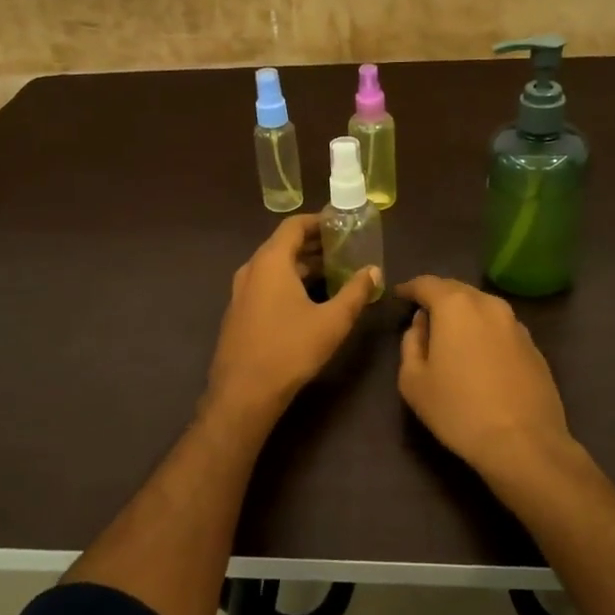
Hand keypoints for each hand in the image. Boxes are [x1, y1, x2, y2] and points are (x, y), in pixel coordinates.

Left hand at [205, 215, 379, 420]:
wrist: (244, 393)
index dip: (319, 221)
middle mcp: (251, 269)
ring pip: (275, 267)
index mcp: (271, 262)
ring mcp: (241, 292)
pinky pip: (266, 285)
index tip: (343, 225)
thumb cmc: (290, 350)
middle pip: (284, 245)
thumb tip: (374, 271)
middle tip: (345, 250)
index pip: (294, 225)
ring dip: (303, 266)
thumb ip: (356, 292)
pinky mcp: (239, 313)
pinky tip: (309, 300)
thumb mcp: (332, 321)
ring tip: (334, 273)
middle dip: (315, 245)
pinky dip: (288, 282)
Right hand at [395, 276, 578, 485]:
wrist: (523, 443)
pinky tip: (479, 356)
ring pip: (482, 307)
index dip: (409, 288)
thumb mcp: (413, 381)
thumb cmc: (458, 410)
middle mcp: (489, 305)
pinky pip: (501, 328)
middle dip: (437, 297)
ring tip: (450, 335)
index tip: (398, 296)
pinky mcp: (534, 347)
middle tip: (422, 314)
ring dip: (463, 314)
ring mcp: (516, 324)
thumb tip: (421, 324)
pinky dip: (485, 332)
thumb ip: (411, 343)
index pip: (427, 283)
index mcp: (455, 306)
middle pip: (457, 290)